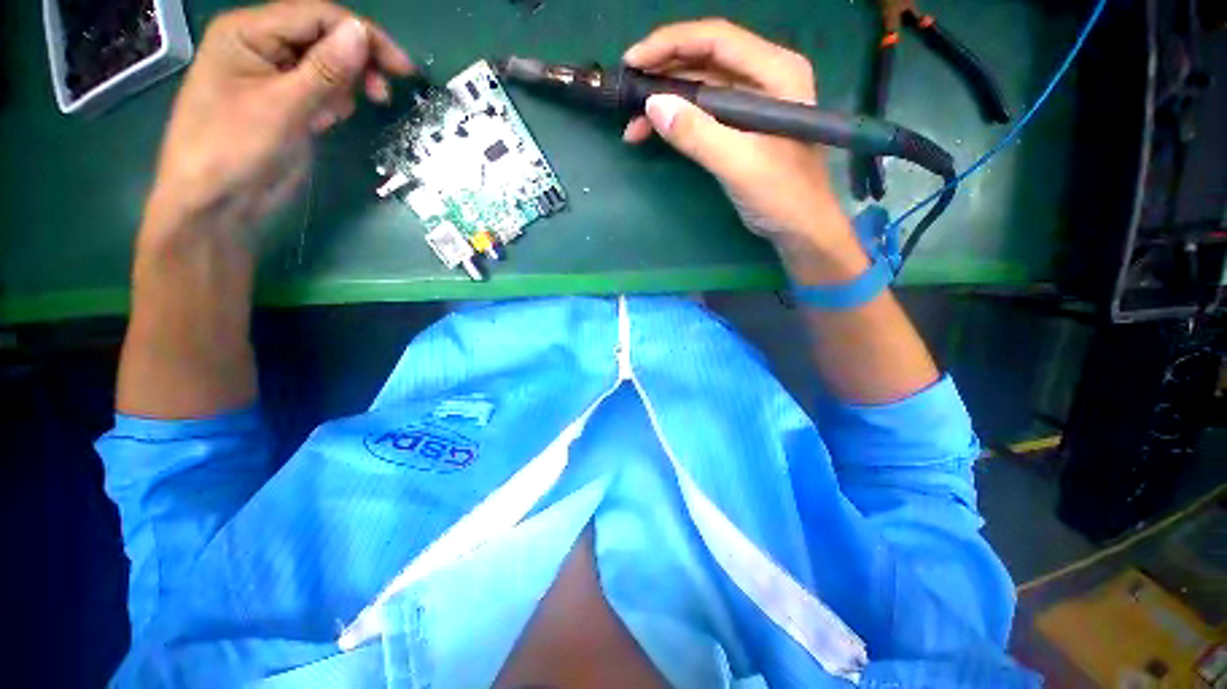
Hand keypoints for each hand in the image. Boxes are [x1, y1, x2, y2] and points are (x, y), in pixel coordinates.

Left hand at [141, 1, 412, 248]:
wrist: (218, 206)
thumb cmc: (235, 151)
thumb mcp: (283, 108)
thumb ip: (324, 69)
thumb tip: (362, 33)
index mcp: (248, 32)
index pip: (316, 16)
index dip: (363, 36)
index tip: (403, 69)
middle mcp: (261, 45)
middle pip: (323, 37)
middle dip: (356, 64)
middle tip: (383, 95)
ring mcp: (274, 75)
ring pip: (327, 66)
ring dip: (345, 87)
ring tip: (337, 117)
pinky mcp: (287, 103)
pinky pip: (322, 90)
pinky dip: (334, 103)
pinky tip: (327, 122)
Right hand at [622, 20, 851, 251]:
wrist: (801, 228)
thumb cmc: (782, 196)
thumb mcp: (740, 165)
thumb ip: (698, 134)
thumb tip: (653, 106)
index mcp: (776, 72)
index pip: (716, 40)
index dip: (670, 44)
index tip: (632, 61)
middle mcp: (765, 77)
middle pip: (705, 59)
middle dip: (663, 73)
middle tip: (626, 93)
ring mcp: (752, 102)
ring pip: (700, 87)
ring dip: (665, 100)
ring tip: (633, 124)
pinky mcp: (741, 126)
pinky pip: (703, 112)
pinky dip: (678, 120)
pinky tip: (655, 132)